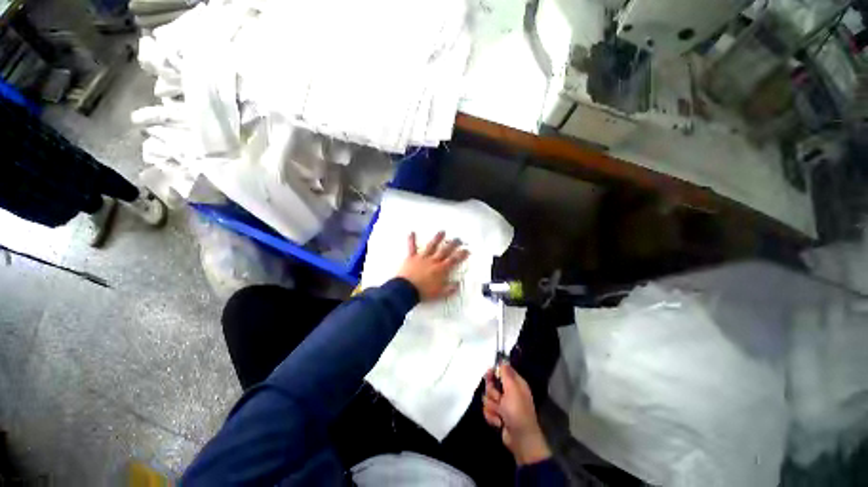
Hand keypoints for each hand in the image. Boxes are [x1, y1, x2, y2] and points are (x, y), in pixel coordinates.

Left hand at [396, 231, 468, 301]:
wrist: (406, 290)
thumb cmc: (423, 292)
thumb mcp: (440, 294)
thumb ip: (450, 289)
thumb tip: (457, 284)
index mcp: (441, 269)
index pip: (454, 260)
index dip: (461, 254)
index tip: (466, 250)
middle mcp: (433, 261)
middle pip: (445, 250)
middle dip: (453, 244)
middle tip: (458, 239)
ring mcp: (422, 258)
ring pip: (431, 245)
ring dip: (437, 238)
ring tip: (442, 232)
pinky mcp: (412, 257)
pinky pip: (412, 247)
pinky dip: (412, 239)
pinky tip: (412, 232)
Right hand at [483, 363, 551, 464]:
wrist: (520, 439)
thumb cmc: (518, 411)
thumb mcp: (512, 389)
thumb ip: (506, 373)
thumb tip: (502, 360)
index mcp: (515, 384)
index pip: (502, 371)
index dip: (495, 372)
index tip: (490, 374)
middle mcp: (509, 392)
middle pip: (491, 384)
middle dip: (492, 392)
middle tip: (498, 398)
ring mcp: (502, 405)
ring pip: (487, 397)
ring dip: (492, 406)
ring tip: (500, 413)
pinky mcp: (497, 415)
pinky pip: (487, 409)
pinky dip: (492, 416)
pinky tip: (499, 421)